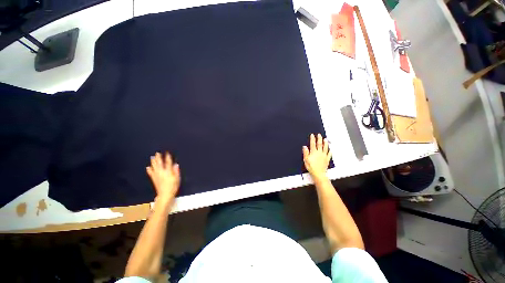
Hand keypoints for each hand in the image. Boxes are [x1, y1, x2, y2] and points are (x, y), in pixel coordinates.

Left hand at [146, 152, 180, 205]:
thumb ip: (176, 171)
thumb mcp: (177, 178)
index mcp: (168, 171)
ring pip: (154, 167)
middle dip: (158, 158)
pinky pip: (150, 173)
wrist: (165, 194)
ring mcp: (156, 175)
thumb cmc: (173, 186)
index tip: (167, 153)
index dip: (167, 157)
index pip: (168, 162)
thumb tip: (176, 164)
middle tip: (157, 153)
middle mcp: (161, 172)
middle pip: (159, 163)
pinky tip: (148, 167)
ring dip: (153, 162)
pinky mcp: (154, 178)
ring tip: (152, 157)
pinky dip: (149, 169)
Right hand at [302, 133, 331, 180]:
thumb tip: (305, 147)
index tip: (312, 135)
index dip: (312, 139)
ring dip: (325, 143)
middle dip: (319, 139)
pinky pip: (329, 154)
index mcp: (313, 152)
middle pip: (319, 144)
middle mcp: (319, 153)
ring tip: (325, 139)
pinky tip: (330, 149)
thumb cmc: (311, 167)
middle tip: (319, 135)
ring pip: (325, 148)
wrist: (318, 173)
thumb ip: (305, 152)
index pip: (313, 144)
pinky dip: (330, 151)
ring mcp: (324, 156)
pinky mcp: (327, 159)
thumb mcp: (305, 159)